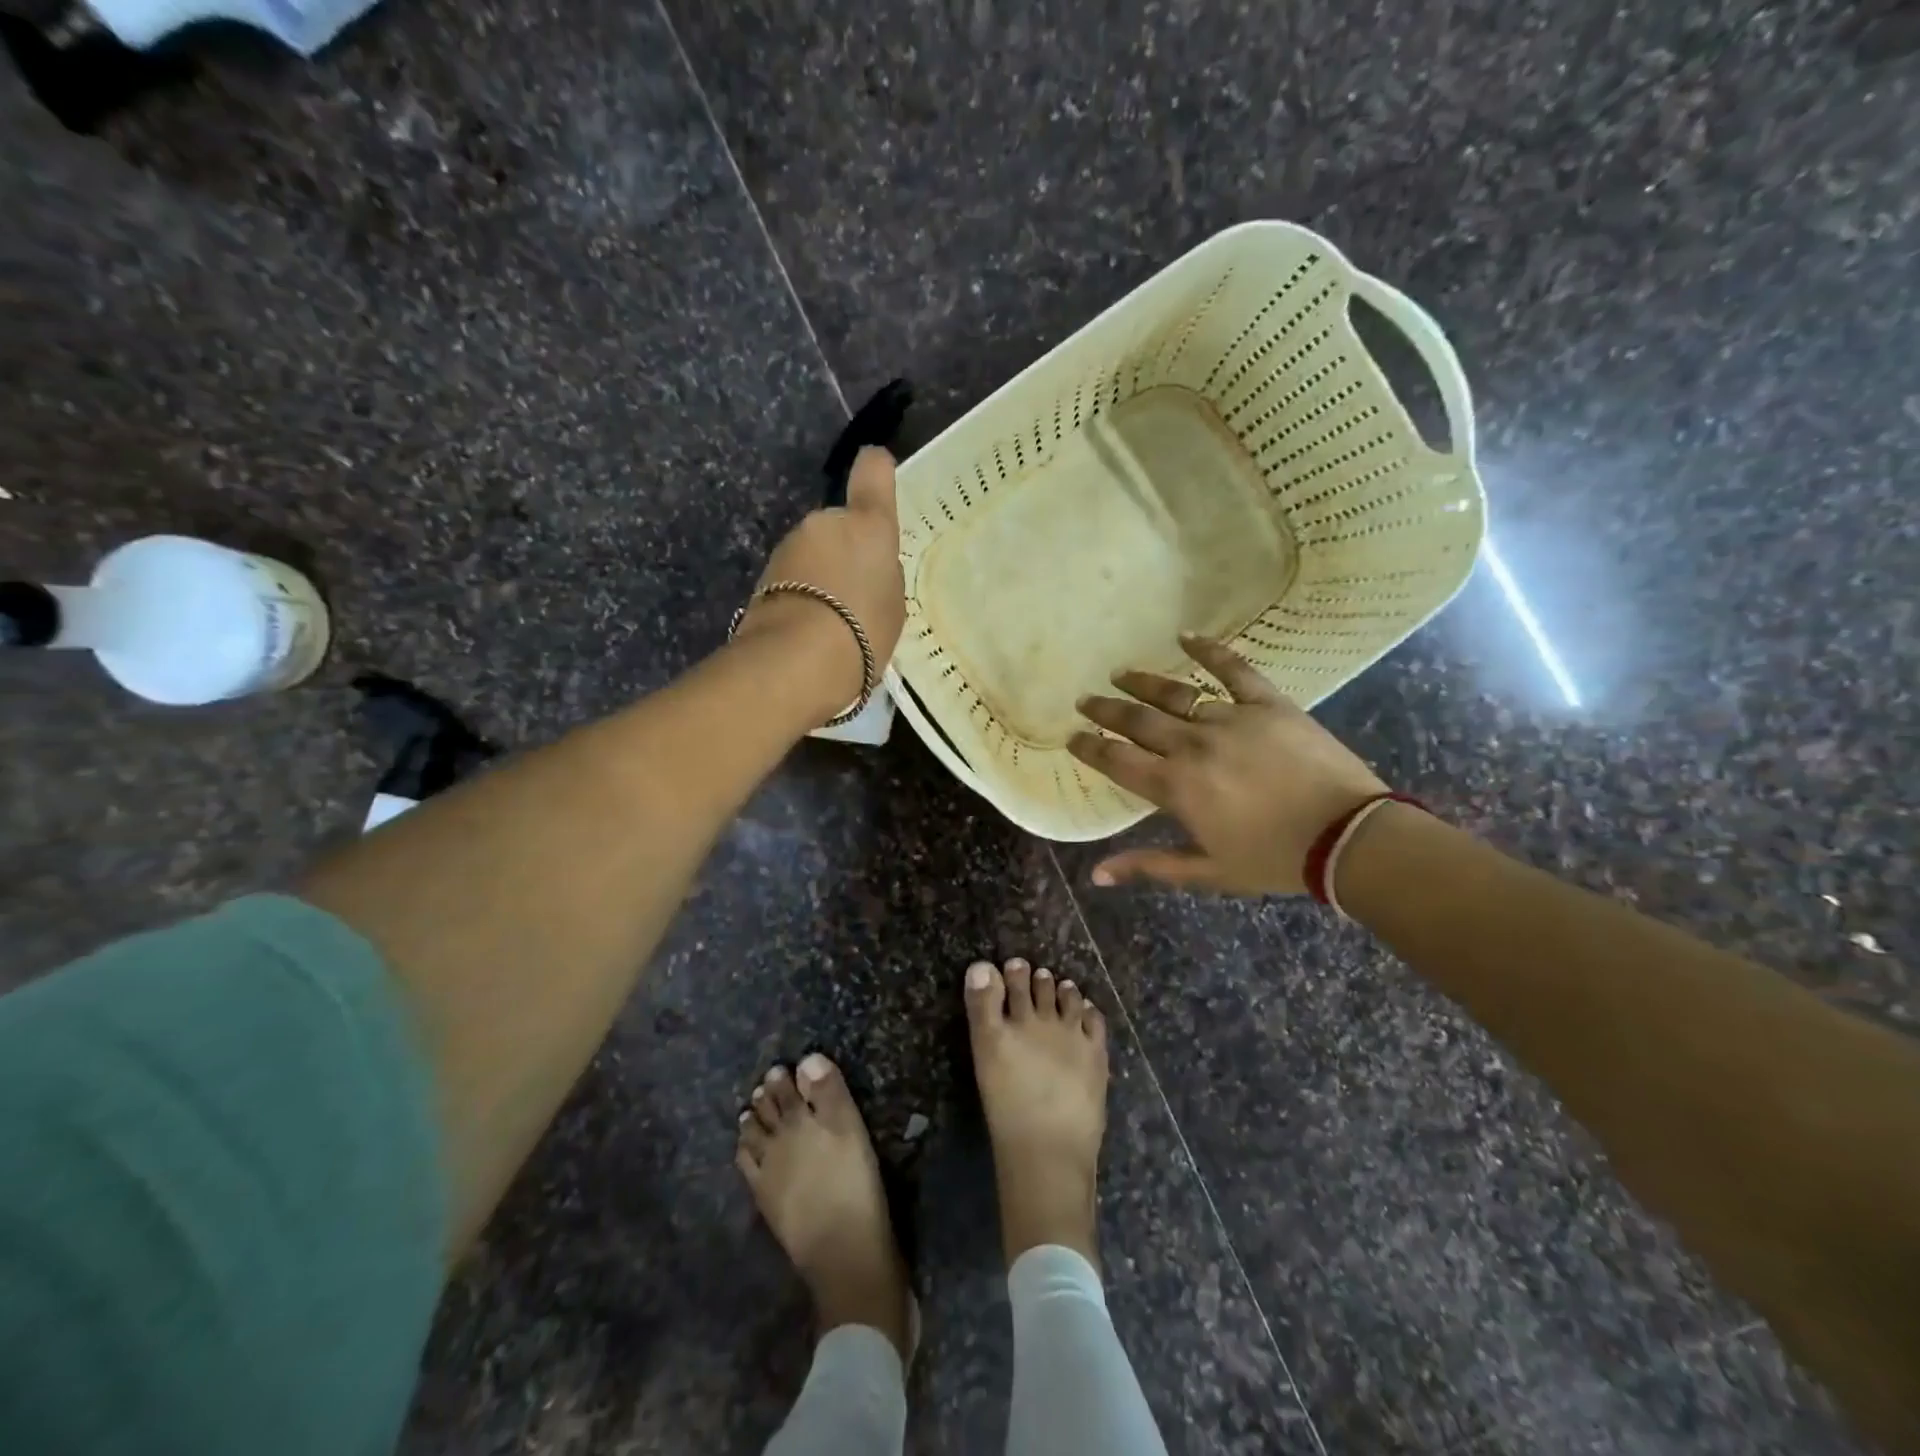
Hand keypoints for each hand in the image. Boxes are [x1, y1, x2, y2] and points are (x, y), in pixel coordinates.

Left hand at [735, 446, 905, 718]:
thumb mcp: (893, 604)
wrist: (797, 661)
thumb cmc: (863, 628)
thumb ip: (882, 575)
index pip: (873, 471)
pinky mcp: (763, 577)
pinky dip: (804, 596)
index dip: (876, 470)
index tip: (879, 472)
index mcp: (867, 524)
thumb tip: (864, 567)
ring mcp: (788, 548)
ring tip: (837, 622)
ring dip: (823, 577)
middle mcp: (824, 523)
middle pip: (840, 526)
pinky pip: (795, 580)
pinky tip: (813, 631)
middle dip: (846, 551)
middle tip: (860, 595)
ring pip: (813, 554)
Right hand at [1068, 637, 1388, 894]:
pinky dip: (1208, 650)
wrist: (1347, 837)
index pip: (1118, 760)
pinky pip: (1233, 669)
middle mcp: (1193, 745)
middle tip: (1085, 700)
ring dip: (1142, 683)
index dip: (1090, 747)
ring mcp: (1230, 719)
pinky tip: (1185, 636)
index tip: (1072, 736)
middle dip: (1105, 710)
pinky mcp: (1267, 704)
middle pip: (1137, 720)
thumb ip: (1149, 866)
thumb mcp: (1208, 872)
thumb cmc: (1273, 859)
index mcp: (1176, 786)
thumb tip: (1097, 874)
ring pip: (1176, 693)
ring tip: (1119, 674)